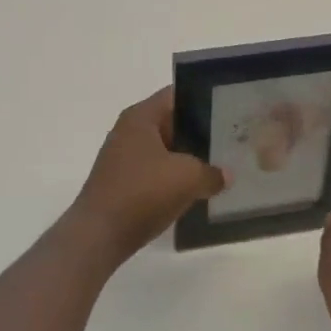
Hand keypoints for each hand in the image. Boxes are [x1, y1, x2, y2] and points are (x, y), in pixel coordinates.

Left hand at [65, 88, 224, 265]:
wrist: (99, 235)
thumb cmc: (143, 192)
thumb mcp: (188, 178)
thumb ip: (212, 172)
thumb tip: (226, 175)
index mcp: (141, 117)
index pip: (176, 95)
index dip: (202, 99)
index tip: (228, 110)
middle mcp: (129, 131)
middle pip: (171, 123)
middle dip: (199, 132)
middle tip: (230, 140)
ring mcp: (123, 159)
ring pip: (164, 151)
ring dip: (187, 159)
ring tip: (219, 166)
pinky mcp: (123, 184)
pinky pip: (155, 173)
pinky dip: (173, 179)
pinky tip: (195, 191)